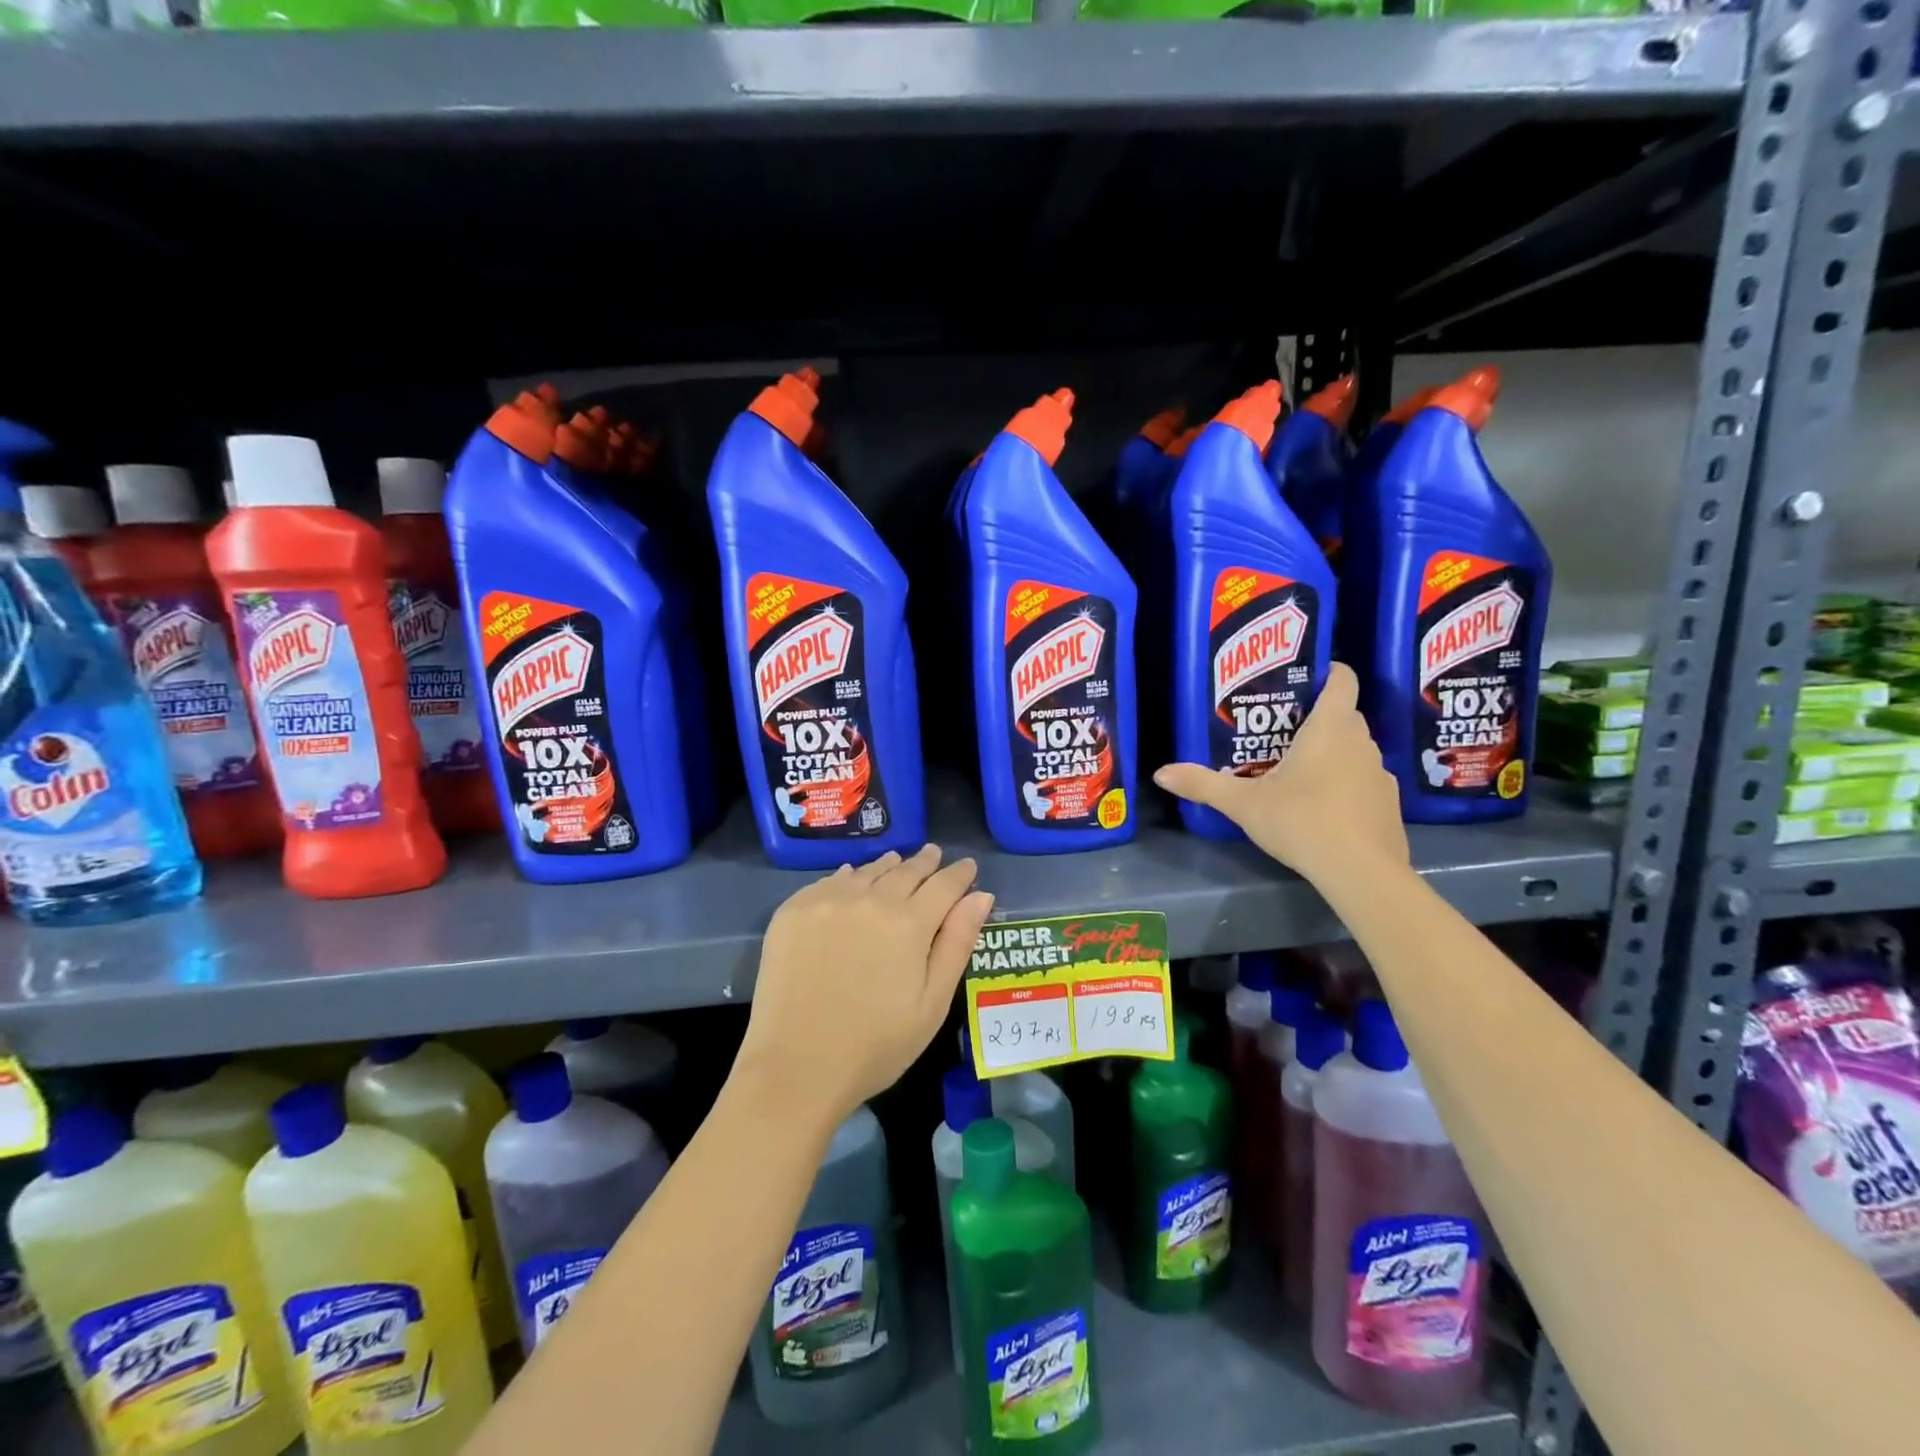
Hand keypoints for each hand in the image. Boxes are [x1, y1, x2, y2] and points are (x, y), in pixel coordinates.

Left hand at [738, 845, 993, 1126]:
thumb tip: (980, 896)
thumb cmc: (876, 1046)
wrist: (795, 1067)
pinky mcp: (794, 911)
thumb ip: (957, 944)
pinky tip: (851, 879)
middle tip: (934, 854)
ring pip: (867, 871)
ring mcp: (827, 901)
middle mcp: (870, 899)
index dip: (960, 874)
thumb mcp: (932, 1004)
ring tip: (896, 861)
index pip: (944, 885)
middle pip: (905, 870)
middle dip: (925, 862)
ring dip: (887, 866)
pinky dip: (848, 877)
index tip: (968, 866)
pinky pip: (829, 881)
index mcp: (910, 923)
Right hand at [1153, 663, 1408, 883]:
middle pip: (1344, 715)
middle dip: (1316, 718)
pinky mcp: (1388, 804)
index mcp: (1330, 728)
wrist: (1361, 872)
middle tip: (1280, 731)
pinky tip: (1322, 807)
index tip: (1304, 678)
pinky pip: (1363, 780)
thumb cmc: (1302, 821)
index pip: (1342, 680)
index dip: (1328, 672)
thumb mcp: (1243, 803)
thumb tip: (1160, 773)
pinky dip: (1345, 784)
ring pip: (1354, 750)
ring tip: (1297, 771)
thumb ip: (1203, 784)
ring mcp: (1380, 774)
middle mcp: (1361, 742)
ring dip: (1332, 753)